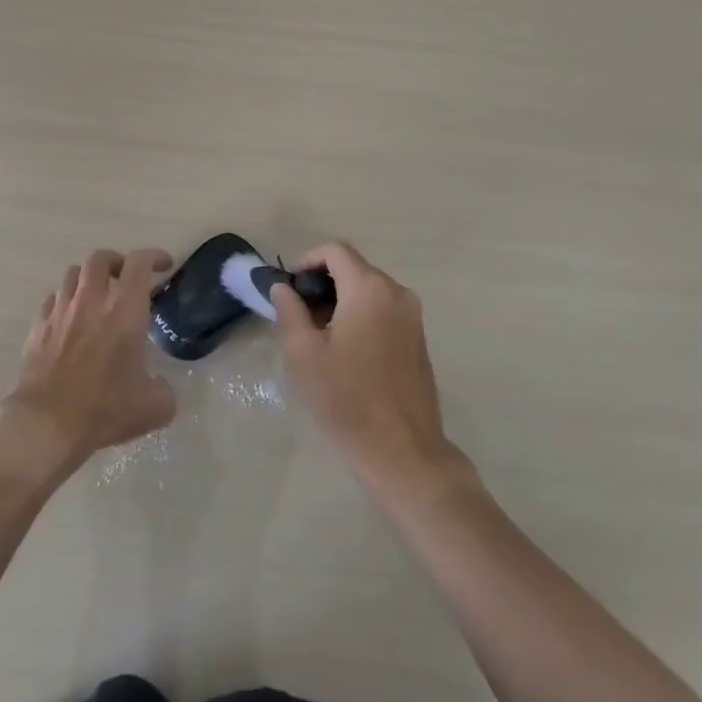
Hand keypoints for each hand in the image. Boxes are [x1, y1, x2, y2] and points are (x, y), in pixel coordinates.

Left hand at [1, 248, 177, 474]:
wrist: (47, 423)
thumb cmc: (105, 408)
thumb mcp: (154, 407)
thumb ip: (164, 391)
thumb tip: (160, 387)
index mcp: (125, 310)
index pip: (139, 263)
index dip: (154, 257)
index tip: (163, 265)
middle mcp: (92, 300)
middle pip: (100, 258)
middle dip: (116, 261)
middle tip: (125, 278)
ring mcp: (61, 311)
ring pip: (72, 274)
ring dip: (88, 278)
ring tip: (96, 296)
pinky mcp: (38, 327)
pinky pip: (52, 300)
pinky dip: (64, 301)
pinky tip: (69, 319)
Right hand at [271, 242, 460, 493]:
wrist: (402, 450)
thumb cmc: (346, 398)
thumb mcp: (303, 353)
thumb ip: (289, 309)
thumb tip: (283, 287)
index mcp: (369, 289)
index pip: (334, 251)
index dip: (306, 262)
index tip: (288, 289)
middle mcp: (397, 293)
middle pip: (352, 269)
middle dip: (321, 285)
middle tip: (297, 318)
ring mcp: (412, 316)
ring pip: (368, 291)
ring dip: (340, 302)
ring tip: (317, 338)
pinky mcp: (418, 339)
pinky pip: (383, 311)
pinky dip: (360, 317)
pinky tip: (345, 352)